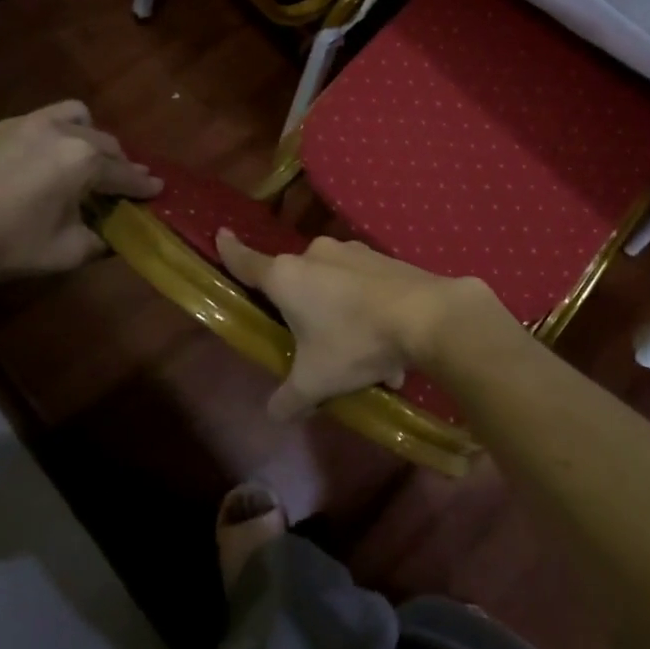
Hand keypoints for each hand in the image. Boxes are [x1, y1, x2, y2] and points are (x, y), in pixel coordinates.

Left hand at [0, 101, 160, 292]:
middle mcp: (62, 132)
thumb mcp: (64, 253)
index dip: (144, 186)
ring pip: (77, 118)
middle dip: (120, 164)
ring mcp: (27, 124)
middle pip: (107, 143)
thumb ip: (100, 242)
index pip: (126, 174)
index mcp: (83, 161)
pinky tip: (44, 159)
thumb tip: (114, 236)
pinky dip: (57, 134)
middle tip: (121, 185)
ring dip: (90, 138)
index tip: (158, 190)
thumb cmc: (4, 245)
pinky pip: (43, 120)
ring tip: (84, 160)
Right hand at [216, 231, 500, 420]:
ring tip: (365, 363)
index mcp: (288, 276)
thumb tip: (274, 414)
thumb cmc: (356, 341)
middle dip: (304, 312)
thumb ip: (289, 398)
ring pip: (337, 288)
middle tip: (317, 347)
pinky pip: (368, 289)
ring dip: (344, 320)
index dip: (231, 251)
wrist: (428, 316)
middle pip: (298, 282)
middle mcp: (317, 255)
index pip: (247, 262)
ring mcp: (355, 253)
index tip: (221, 235)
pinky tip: (393, 355)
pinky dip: (372, 315)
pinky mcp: (386, 259)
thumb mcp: (316, 380)